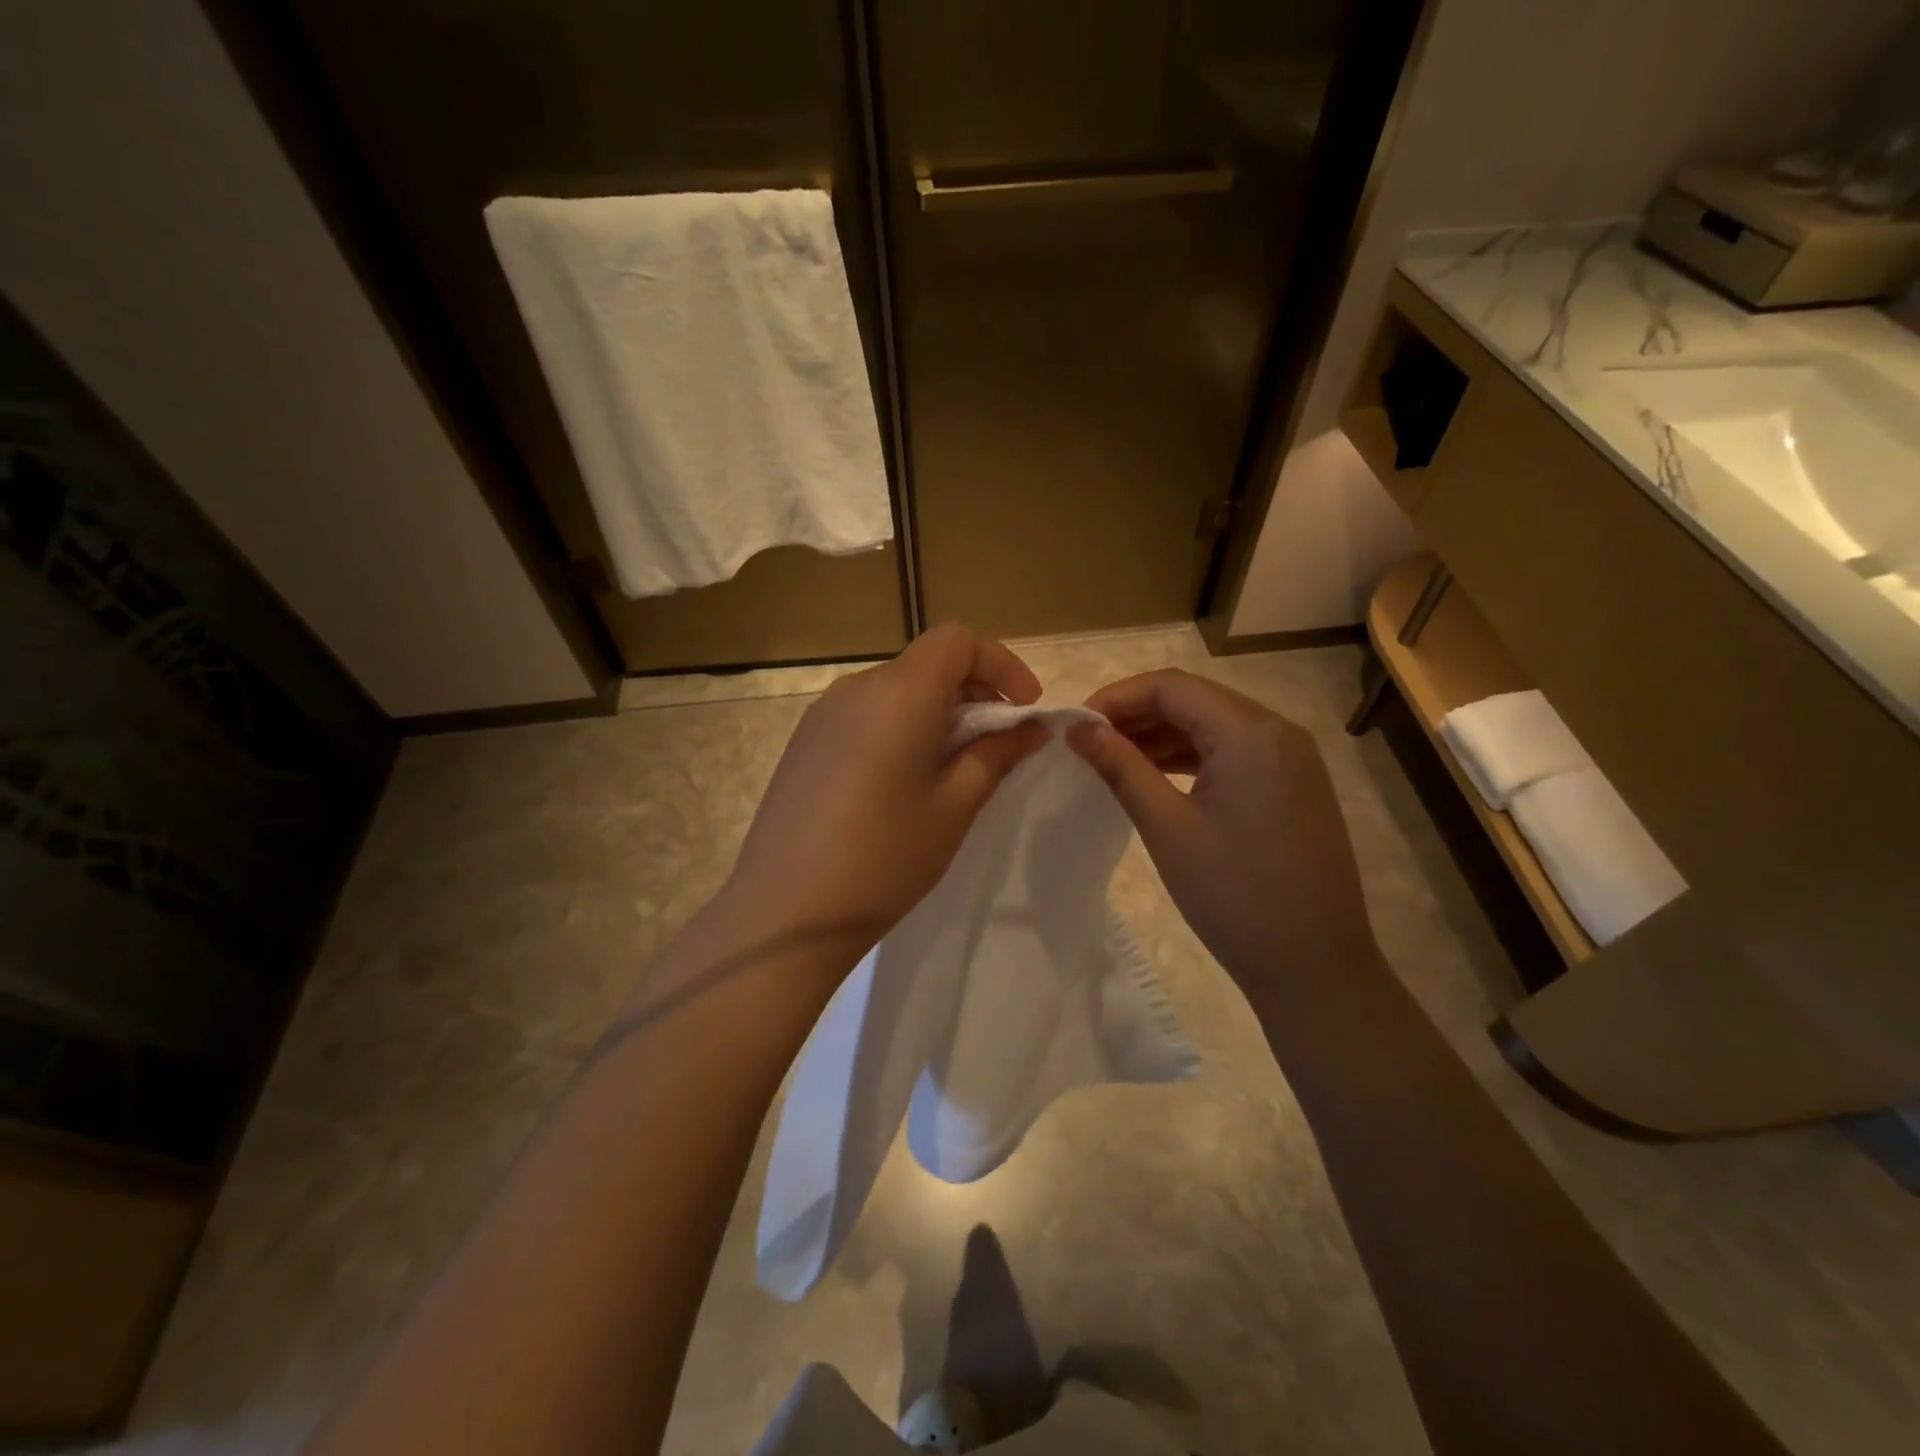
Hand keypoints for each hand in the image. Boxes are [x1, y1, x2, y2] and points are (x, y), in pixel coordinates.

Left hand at [716, 623, 1048, 974]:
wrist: (786, 910)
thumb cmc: (885, 858)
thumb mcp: (955, 807)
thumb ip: (996, 754)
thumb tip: (1032, 726)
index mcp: (899, 694)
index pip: (957, 639)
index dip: (1000, 662)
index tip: (1023, 708)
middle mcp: (857, 687)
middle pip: (927, 663)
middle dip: (973, 691)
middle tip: (996, 746)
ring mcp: (823, 713)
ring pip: (896, 688)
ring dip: (935, 711)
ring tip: (950, 768)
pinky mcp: (804, 741)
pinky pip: (865, 713)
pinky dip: (899, 726)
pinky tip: (900, 781)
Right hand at [1066, 670, 1376, 994]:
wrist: (1315, 967)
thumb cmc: (1234, 894)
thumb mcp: (1166, 826)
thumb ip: (1120, 766)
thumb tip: (1077, 728)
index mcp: (1250, 732)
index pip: (1170, 686)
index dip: (1116, 697)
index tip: (1075, 726)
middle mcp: (1278, 730)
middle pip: (1194, 699)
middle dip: (1136, 715)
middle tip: (1088, 743)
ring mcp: (1292, 758)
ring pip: (1213, 725)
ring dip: (1162, 735)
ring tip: (1113, 760)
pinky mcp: (1294, 785)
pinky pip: (1234, 751)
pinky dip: (1192, 756)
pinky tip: (1157, 777)